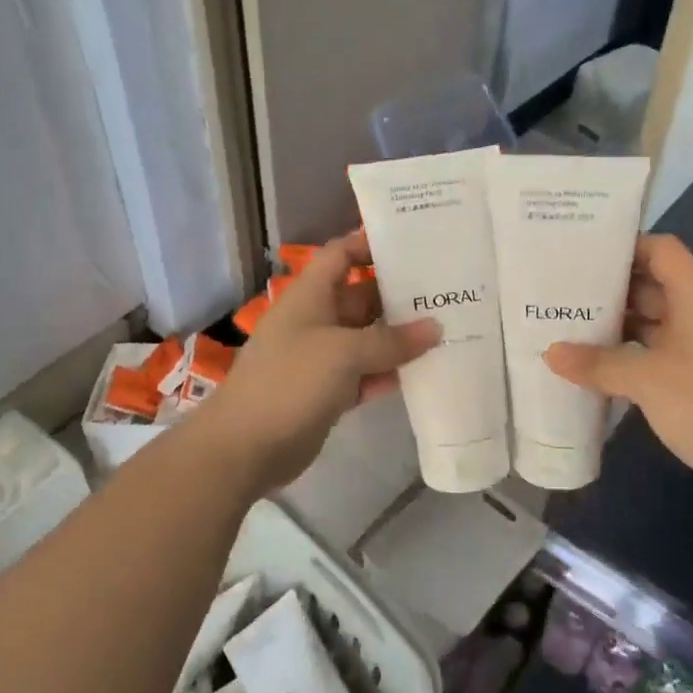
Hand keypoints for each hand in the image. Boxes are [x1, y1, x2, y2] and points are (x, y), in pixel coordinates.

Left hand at [203, 231, 437, 490]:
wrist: (246, 446)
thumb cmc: (291, 381)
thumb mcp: (344, 353)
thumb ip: (391, 340)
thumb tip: (435, 328)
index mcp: (310, 296)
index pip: (341, 255)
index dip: (370, 245)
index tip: (412, 247)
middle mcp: (316, 321)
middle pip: (361, 297)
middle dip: (398, 295)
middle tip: (446, 293)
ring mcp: (321, 358)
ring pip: (367, 339)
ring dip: (399, 338)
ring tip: (446, 330)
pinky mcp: (328, 392)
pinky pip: (365, 374)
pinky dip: (388, 372)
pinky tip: (423, 372)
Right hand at [543, 235, 692, 497]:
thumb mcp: (647, 380)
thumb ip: (598, 363)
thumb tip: (550, 353)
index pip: (661, 250)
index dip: (625, 245)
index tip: (582, 252)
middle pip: (651, 284)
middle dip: (608, 287)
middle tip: (561, 291)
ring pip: (651, 321)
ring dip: (615, 323)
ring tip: (568, 325)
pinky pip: (655, 351)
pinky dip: (627, 353)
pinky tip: (594, 364)